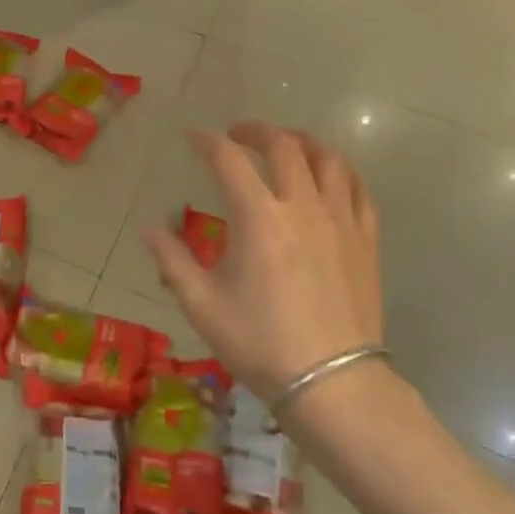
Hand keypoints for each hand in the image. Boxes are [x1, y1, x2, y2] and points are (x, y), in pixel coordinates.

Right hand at [144, 123, 383, 405]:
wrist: (332, 383)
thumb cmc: (260, 343)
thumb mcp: (202, 304)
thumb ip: (172, 259)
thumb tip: (148, 228)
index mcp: (258, 218)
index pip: (229, 160)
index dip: (207, 141)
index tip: (193, 136)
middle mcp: (302, 207)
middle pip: (284, 146)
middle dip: (257, 130)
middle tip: (238, 134)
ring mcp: (340, 221)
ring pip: (328, 159)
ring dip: (303, 142)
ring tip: (286, 145)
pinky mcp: (366, 240)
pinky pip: (358, 189)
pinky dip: (339, 171)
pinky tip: (328, 177)